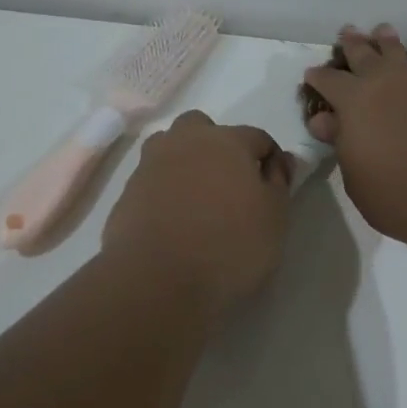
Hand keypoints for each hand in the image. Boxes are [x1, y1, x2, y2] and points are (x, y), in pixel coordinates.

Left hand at [101, 111, 294, 313]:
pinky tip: (173, 221)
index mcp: (226, 140)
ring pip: (170, 147)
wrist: (158, 279)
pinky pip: (152, 180)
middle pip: (203, 128)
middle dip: (218, 146)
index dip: (269, 159)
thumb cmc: (230, 245)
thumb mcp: (274, 217)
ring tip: (198, 199)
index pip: (257, 137)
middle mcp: (185, 141)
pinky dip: (164, 191)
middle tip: (230, 184)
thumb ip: (279, 183)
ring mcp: (150, 165)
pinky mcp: (126, 192)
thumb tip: (280, 161)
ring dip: (185, 162)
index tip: (274, 186)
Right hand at [303, 24, 406, 249]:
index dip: (318, 77)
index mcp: (355, 102)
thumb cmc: (398, 195)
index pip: (329, 81)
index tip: (312, 74)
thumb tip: (328, 120)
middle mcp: (387, 85)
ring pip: (399, 57)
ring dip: (387, 44)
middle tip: (348, 32)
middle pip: (365, 55)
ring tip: (383, 32)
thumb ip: (342, 143)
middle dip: (354, 44)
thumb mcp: (356, 177)